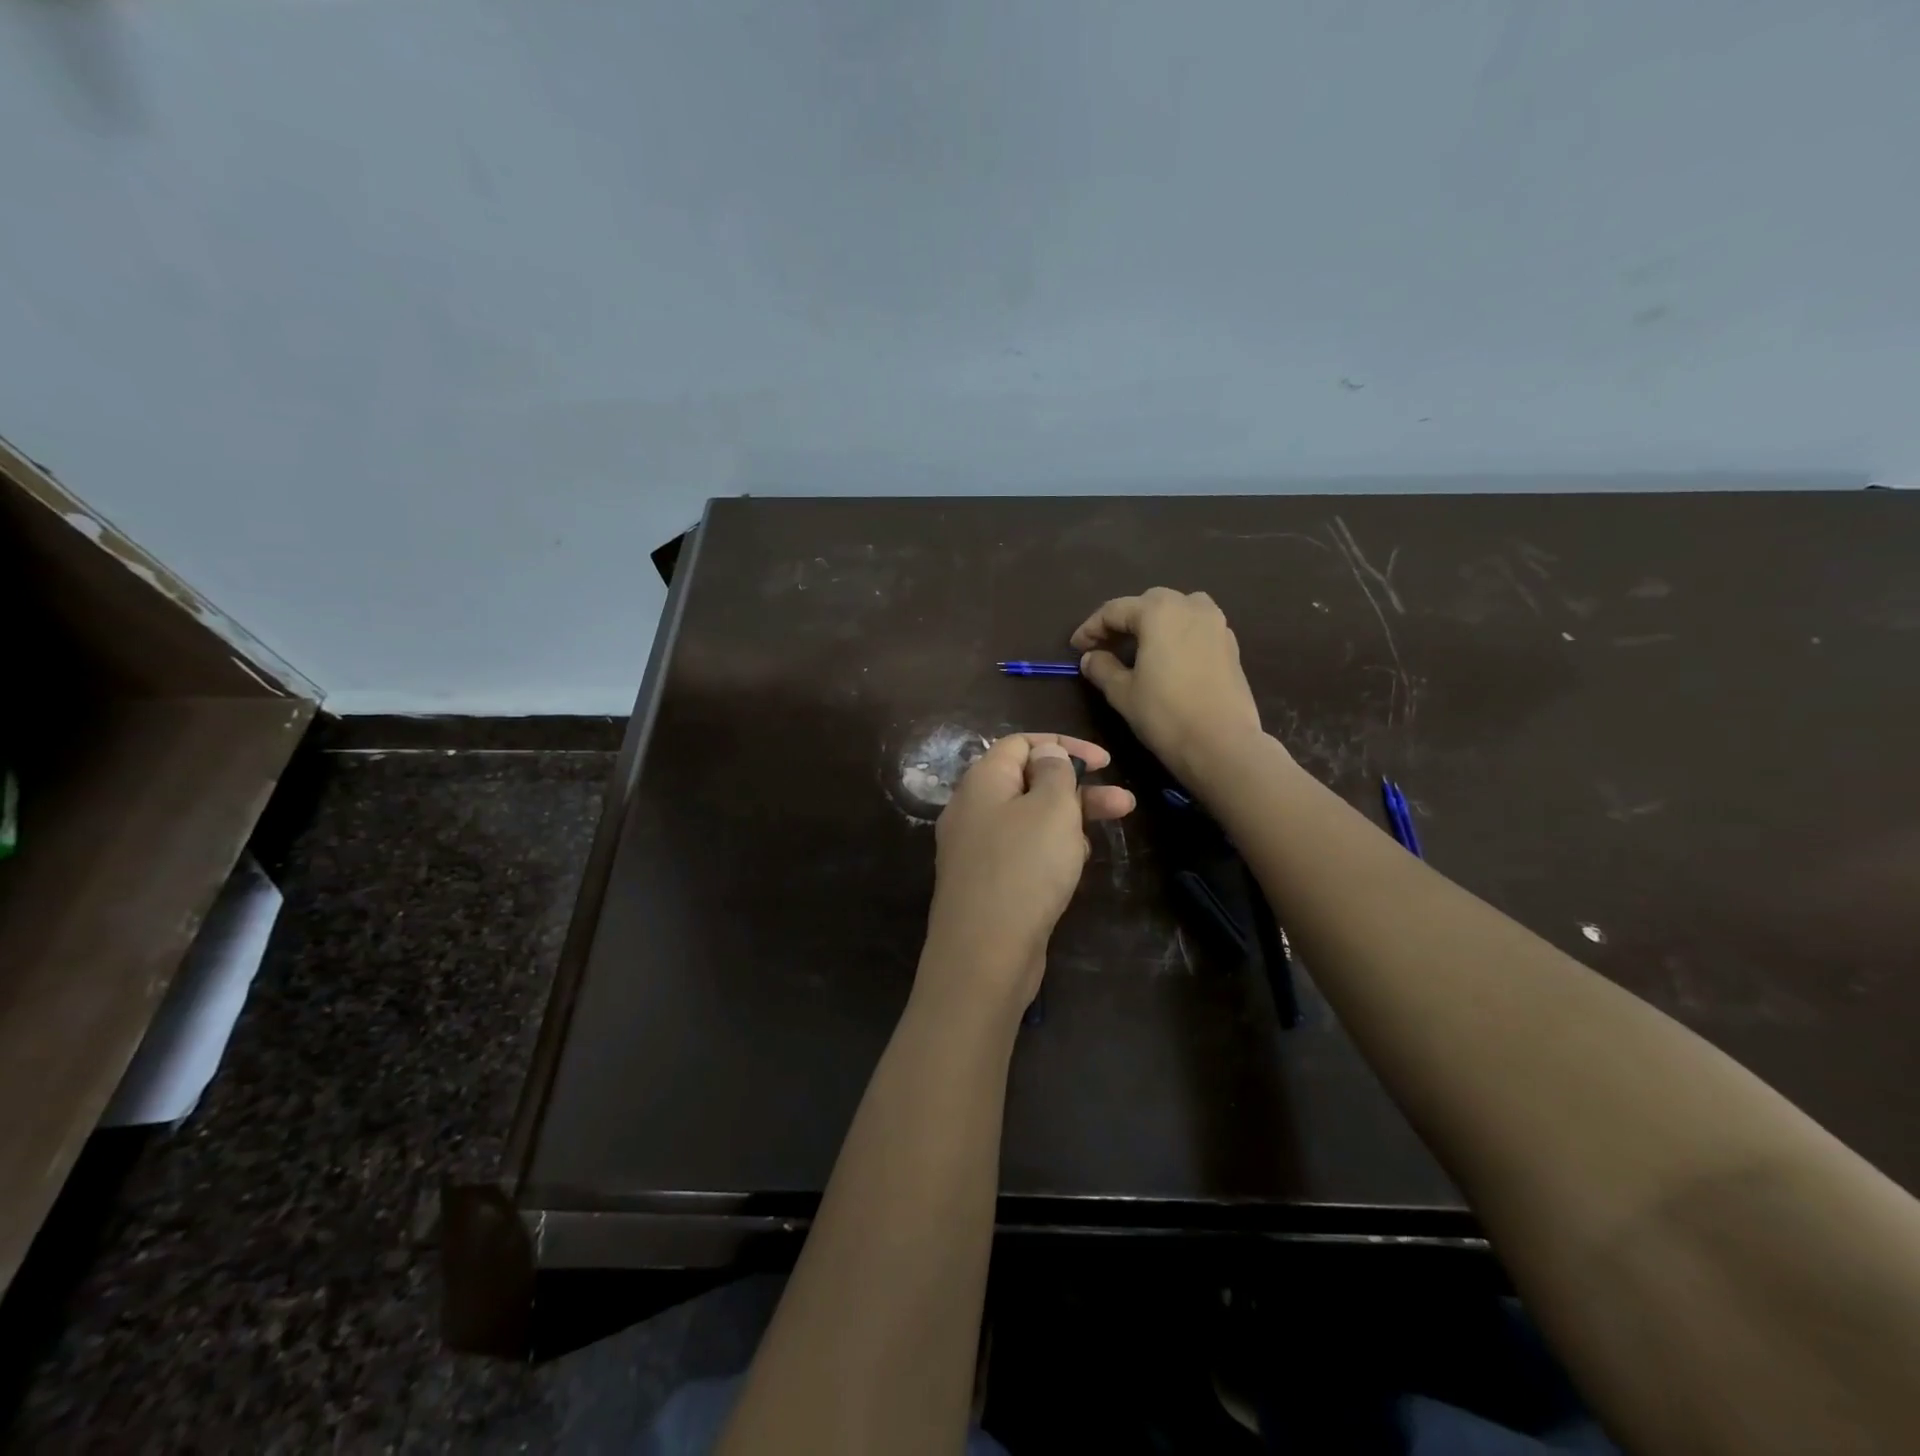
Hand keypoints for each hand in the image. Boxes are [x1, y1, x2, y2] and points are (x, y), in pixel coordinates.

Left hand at [919, 734, 1134, 1022]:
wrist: (985, 954)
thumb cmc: (1024, 869)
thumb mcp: (1051, 808)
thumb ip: (1055, 772)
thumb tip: (1046, 754)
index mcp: (982, 781)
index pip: (1021, 744)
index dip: (1063, 746)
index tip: (1105, 763)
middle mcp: (972, 810)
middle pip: (1029, 783)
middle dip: (1078, 790)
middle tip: (1123, 803)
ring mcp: (976, 849)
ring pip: (1029, 821)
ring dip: (1068, 823)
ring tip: (1099, 840)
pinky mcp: (986, 883)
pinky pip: (1022, 853)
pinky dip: (1049, 852)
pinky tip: (1073, 869)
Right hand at [1070, 588, 1268, 784]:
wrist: (1222, 744)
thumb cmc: (1165, 714)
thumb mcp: (1122, 692)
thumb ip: (1102, 668)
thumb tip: (1091, 657)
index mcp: (1158, 611)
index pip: (1114, 610)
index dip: (1091, 628)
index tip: (1075, 647)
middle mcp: (1190, 606)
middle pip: (1148, 603)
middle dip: (1123, 621)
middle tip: (1104, 646)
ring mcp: (1216, 624)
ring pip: (1177, 610)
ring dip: (1153, 622)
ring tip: (1138, 647)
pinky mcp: (1230, 645)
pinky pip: (1196, 628)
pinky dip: (1176, 634)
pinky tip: (1167, 658)